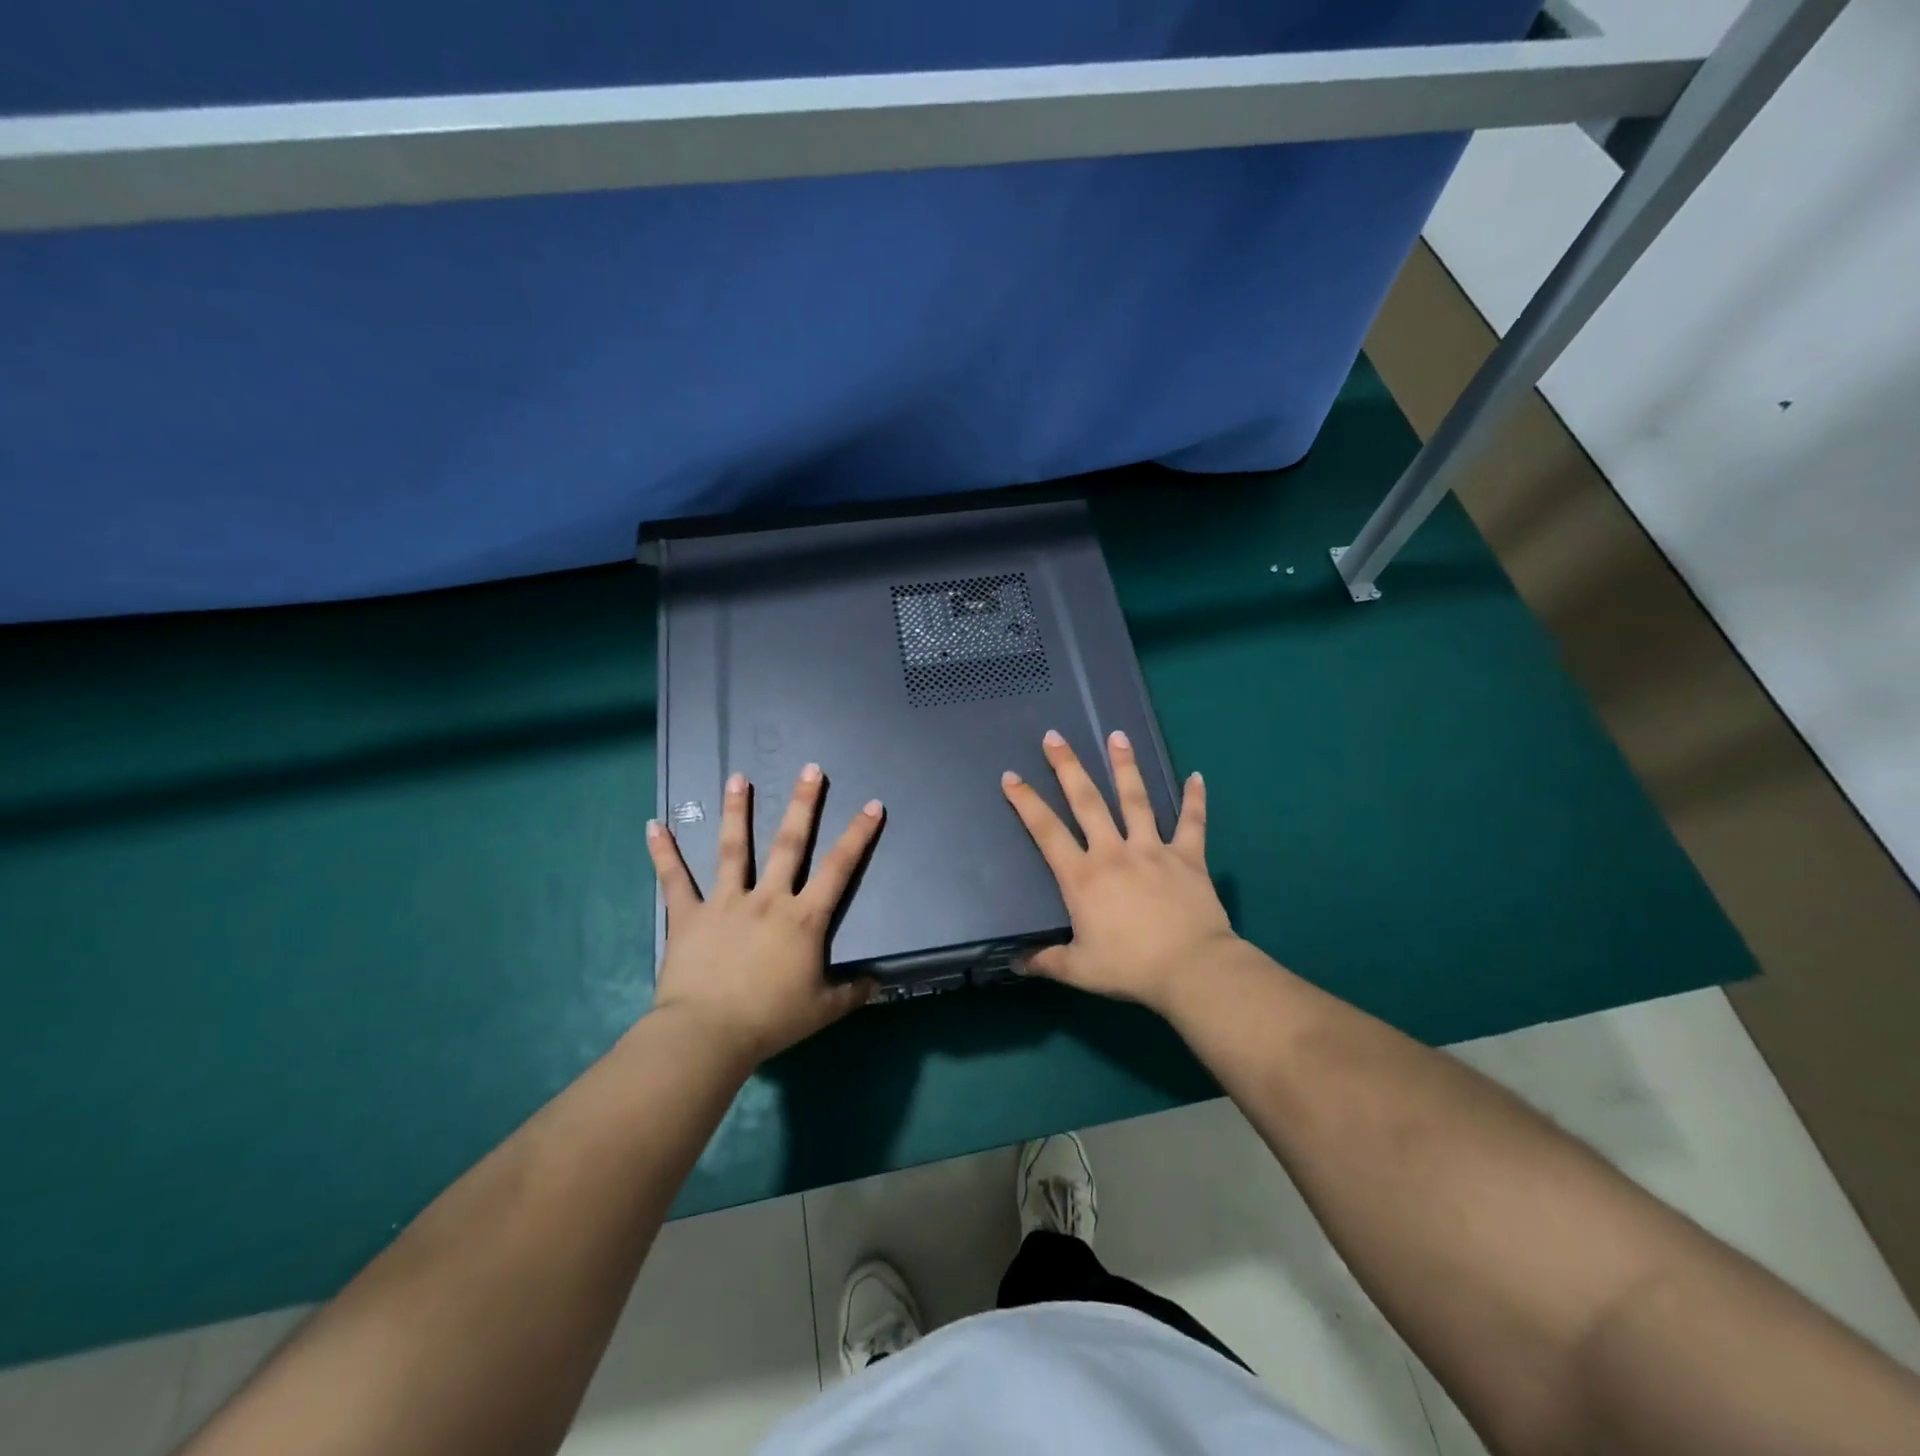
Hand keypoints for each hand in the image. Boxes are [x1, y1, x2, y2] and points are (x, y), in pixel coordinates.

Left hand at [646, 765, 880, 1067]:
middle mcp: (768, 899)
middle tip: (809, 769)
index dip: (858, 835)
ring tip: (737, 777)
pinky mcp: (689, 915)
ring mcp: (726, 902)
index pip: (838, 869)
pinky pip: (675, 880)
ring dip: (737, 811)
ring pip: (734, 848)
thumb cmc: (770, 1020)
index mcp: (803, 919)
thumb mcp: (822, 1009)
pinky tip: (653, 825)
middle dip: (802, 804)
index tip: (872, 805)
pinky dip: (663, 853)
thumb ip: (851, 992)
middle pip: (789, 844)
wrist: (708, 1035)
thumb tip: (878, 984)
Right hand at [1001, 729, 1236, 1015]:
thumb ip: (1046, 961)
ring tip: (1118, 736)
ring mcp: (1153, 850)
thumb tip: (1016, 964)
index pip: (1047, 832)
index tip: (1011, 777)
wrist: (1191, 969)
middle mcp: (1114, 852)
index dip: (1026, 803)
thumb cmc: (1130, 968)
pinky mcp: (1188, 856)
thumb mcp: (1079, 970)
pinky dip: (1195, 799)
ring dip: (1125, 766)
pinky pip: (1192, 823)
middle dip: (1068, 767)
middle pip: (1087, 801)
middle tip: (1055, 737)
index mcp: (1083, 877)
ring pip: (1136, 800)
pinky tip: (1197, 776)